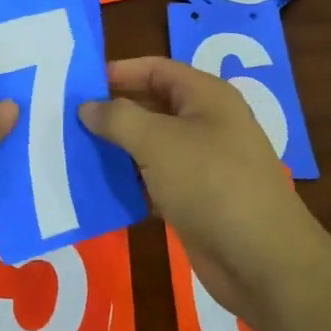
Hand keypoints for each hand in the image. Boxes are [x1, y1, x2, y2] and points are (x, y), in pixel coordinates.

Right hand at [81, 56, 330, 324]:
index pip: (155, 69)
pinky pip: (156, 180)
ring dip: (118, 149)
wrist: (263, 261)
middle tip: (67, 119)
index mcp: (206, 96)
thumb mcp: (158, 142)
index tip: (79, 84)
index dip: (118, 72)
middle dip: (113, 112)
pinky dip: (131, 181)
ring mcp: (204, 163)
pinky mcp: (197, 199)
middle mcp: (207, 123)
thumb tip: (88, 107)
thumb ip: (118, 118)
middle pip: (152, 106)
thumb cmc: (210, 183)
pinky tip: (99, 189)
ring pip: (152, 145)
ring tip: (73, 151)